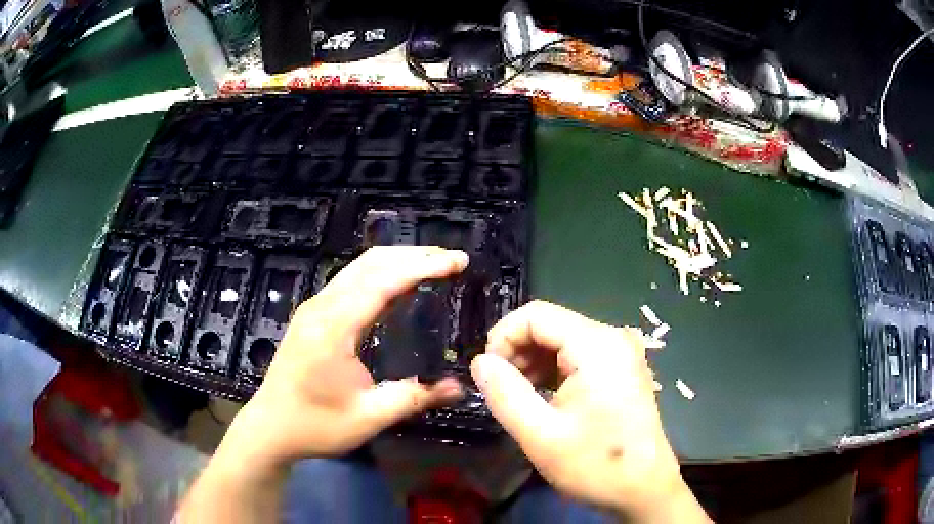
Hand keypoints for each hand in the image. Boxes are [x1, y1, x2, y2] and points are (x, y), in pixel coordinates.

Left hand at [222, 246, 467, 468]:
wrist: (270, 427)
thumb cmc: (316, 425)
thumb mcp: (368, 417)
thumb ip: (414, 398)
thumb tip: (459, 387)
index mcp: (334, 327)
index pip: (383, 281)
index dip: (422, 267)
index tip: (456, 262)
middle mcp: (322, 307)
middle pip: (371, 263)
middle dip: (414, 255)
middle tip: (452, 260)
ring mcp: (314, 308)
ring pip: (359, 267)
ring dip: (397, 260)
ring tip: (433, 265)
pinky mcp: (312, 315)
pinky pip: (350, 281)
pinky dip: (380, 273)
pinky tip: (398, 285)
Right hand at [471, 301, 708, 522]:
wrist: (644, 489)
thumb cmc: (595, 465)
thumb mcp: (540, 435)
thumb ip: (505, 394)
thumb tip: (480, 362)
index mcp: (597, 346)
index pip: (536, 315)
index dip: (502, 337)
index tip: (487, 373)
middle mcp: (613, 338)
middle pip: (550, 325)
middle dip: (517, 351)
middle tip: (501, 389)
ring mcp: (621, 353)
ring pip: (563, 340)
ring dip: (534, 362)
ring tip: (519, 397)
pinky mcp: (622, 369)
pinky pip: (579, 355)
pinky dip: (554, 371)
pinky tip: (543, 398)